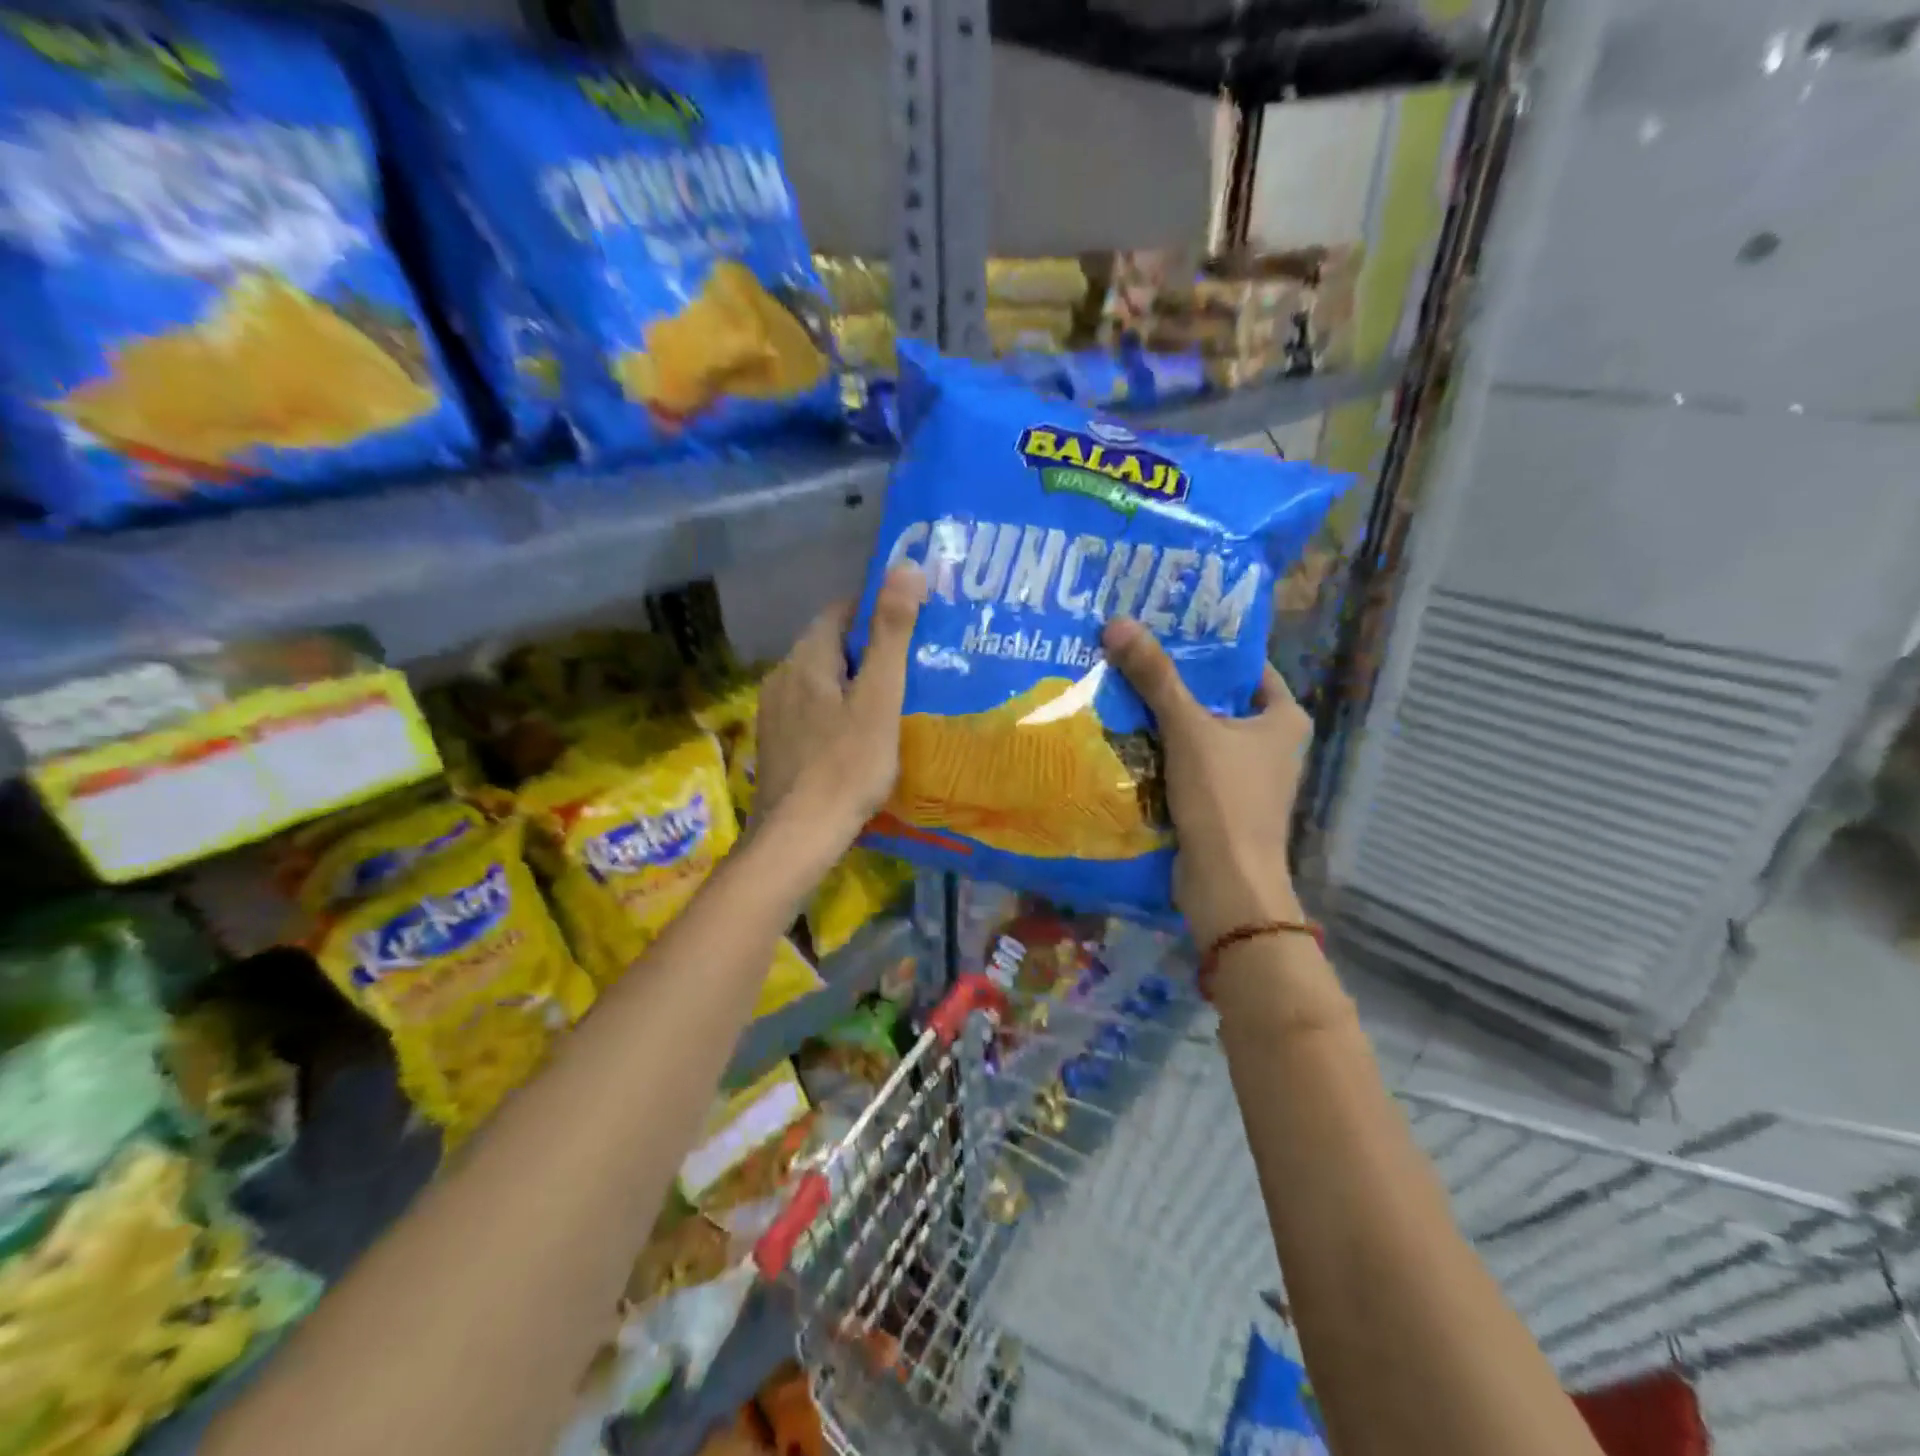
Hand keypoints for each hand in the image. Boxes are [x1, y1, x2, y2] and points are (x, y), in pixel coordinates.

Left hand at [755, 565, 926, 846]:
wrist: (798, 837)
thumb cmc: (846, 766)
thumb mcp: (879, 698)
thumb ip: (892, 635)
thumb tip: (904, 566)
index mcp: (806, 659)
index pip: (840, 611)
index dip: (876, 609)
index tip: (912, 622)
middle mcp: (782, 677)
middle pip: (830, 646)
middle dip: (868, 649)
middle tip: (913, 663)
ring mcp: (774, 714)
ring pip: (820, 681)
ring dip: (853, 682)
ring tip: (893, 699)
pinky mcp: (777, 745)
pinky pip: (812, 711)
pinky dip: (838, 711)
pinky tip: (860, 736)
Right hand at [1102, 617, 1308, 945]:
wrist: (1226, 884)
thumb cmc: (1223, 798)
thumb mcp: (1189, 729)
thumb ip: (1155, 678)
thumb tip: (1117, 622)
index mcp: (1283, 718)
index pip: (1246, 667)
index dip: (1208, 648)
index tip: (1165, 630)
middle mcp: (1270, 744)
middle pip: (1216, 700)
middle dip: (1174, 683)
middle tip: (1130, 656)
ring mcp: (1245, 777)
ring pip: (1198, 734)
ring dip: (1162, 720)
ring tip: (1117, 688)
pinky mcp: (1219, 803)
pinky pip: (1187, 765)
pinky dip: (1160, 754)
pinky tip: (1123, 738)